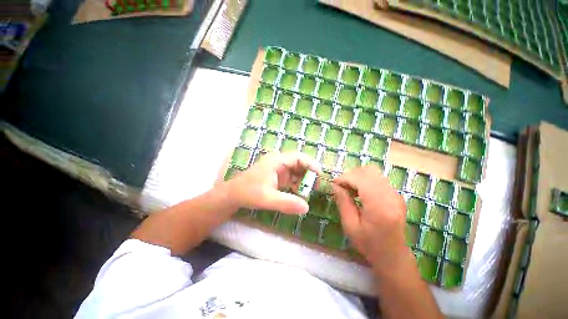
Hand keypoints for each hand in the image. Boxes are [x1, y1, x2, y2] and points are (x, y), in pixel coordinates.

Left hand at [227, 152, 321, 213]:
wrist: (233, 195)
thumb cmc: (248, 193)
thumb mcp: (267, 198)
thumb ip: (287, 203)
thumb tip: (307, 207)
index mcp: (277, 161)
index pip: (298, 157)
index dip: (311, 164)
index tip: (320, 175)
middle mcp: (279, 162)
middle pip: (299, 163)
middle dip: (309, 173)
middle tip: (317, 185)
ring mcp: (278, 169)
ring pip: (296, 171)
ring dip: (304, 179)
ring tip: (311, 190)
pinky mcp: (277, 177)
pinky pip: (291, 178)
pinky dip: (297, 184)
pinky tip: (300, 192)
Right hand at [333, 166, 409, 273]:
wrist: (393, 256)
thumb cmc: (369, 245)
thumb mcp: (350, 226)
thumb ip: (343, 202)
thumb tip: (334, 185)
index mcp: (379, 206)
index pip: (360, 179)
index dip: (345, 178)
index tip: (334, 184)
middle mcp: (390, 196)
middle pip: (368, 171)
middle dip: (351, 175)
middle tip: (341, 186)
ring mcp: (395, 194)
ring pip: (374, 172)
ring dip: (358, 176)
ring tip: (350, 189)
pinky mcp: (396, 195)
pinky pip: (378, 179)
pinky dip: (365, 180)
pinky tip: (360, 192)